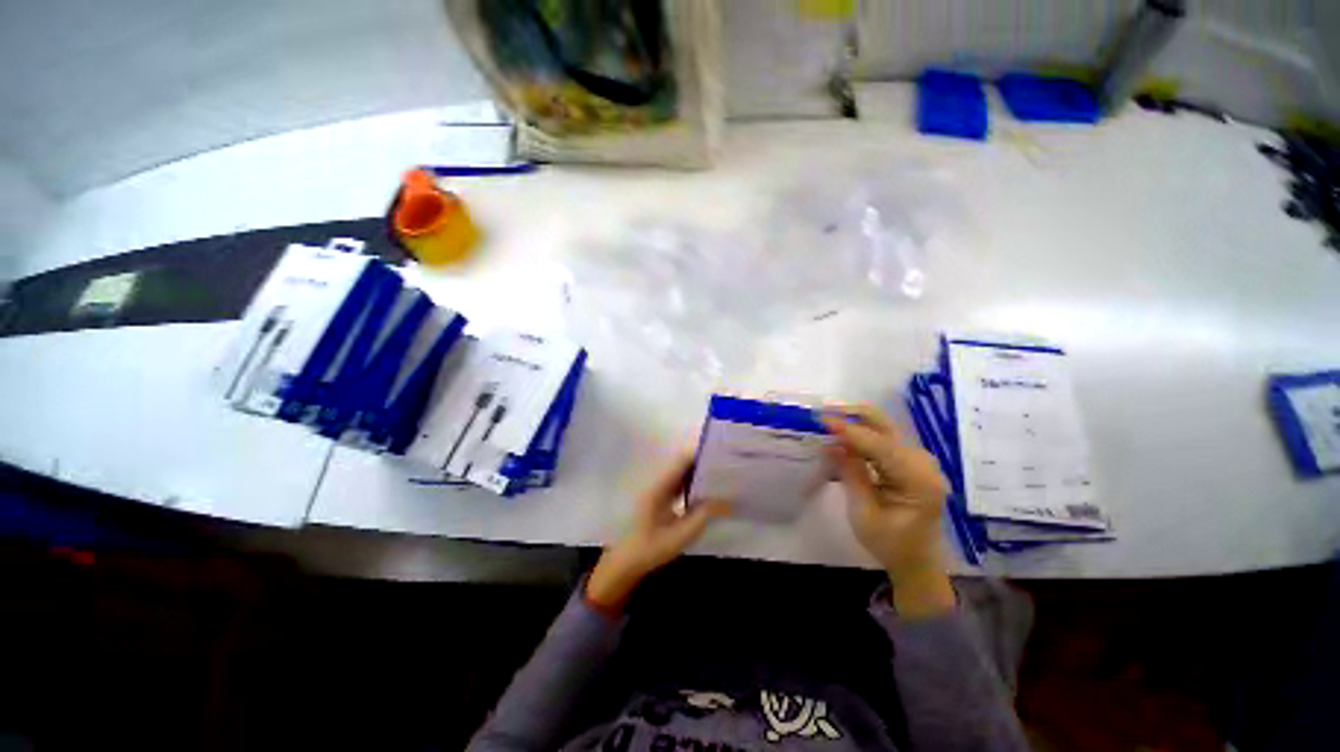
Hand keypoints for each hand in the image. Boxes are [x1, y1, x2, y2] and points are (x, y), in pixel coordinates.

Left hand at [587, 453, 729, 612]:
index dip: (700, 455)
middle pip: (682, 464)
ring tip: (720, 477)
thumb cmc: (651, 548)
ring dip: (698, 473)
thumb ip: (703, 515)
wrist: (627, 562)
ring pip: (681, 474)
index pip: (682, 461)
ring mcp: (658, 490)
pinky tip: (707, 491)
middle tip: (725, 467)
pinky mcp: (660, 499)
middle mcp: (658, 483)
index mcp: (660, 487)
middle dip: (702, 463)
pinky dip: (692, 484)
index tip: (720, 455)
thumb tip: (725, 499)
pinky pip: (679, 484)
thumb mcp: (681, 535)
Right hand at [823, 405, 955, 618]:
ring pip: (882, 429)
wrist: (916, 560)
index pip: (881, 446)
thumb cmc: (890, 544)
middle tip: (824, 410)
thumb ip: (851, 475)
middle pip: (886, 427)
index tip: (823, 419)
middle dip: (854, 415)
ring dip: (854, 423)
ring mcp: (918, 460)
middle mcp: (923, 463)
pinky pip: (881, 439)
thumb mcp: (864, 514)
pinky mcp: (908, 461)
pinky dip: (859, 435)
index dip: (851, 430)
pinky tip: (841, 436)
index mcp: (918, 481)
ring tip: (827, 422)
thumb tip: (832, 444)